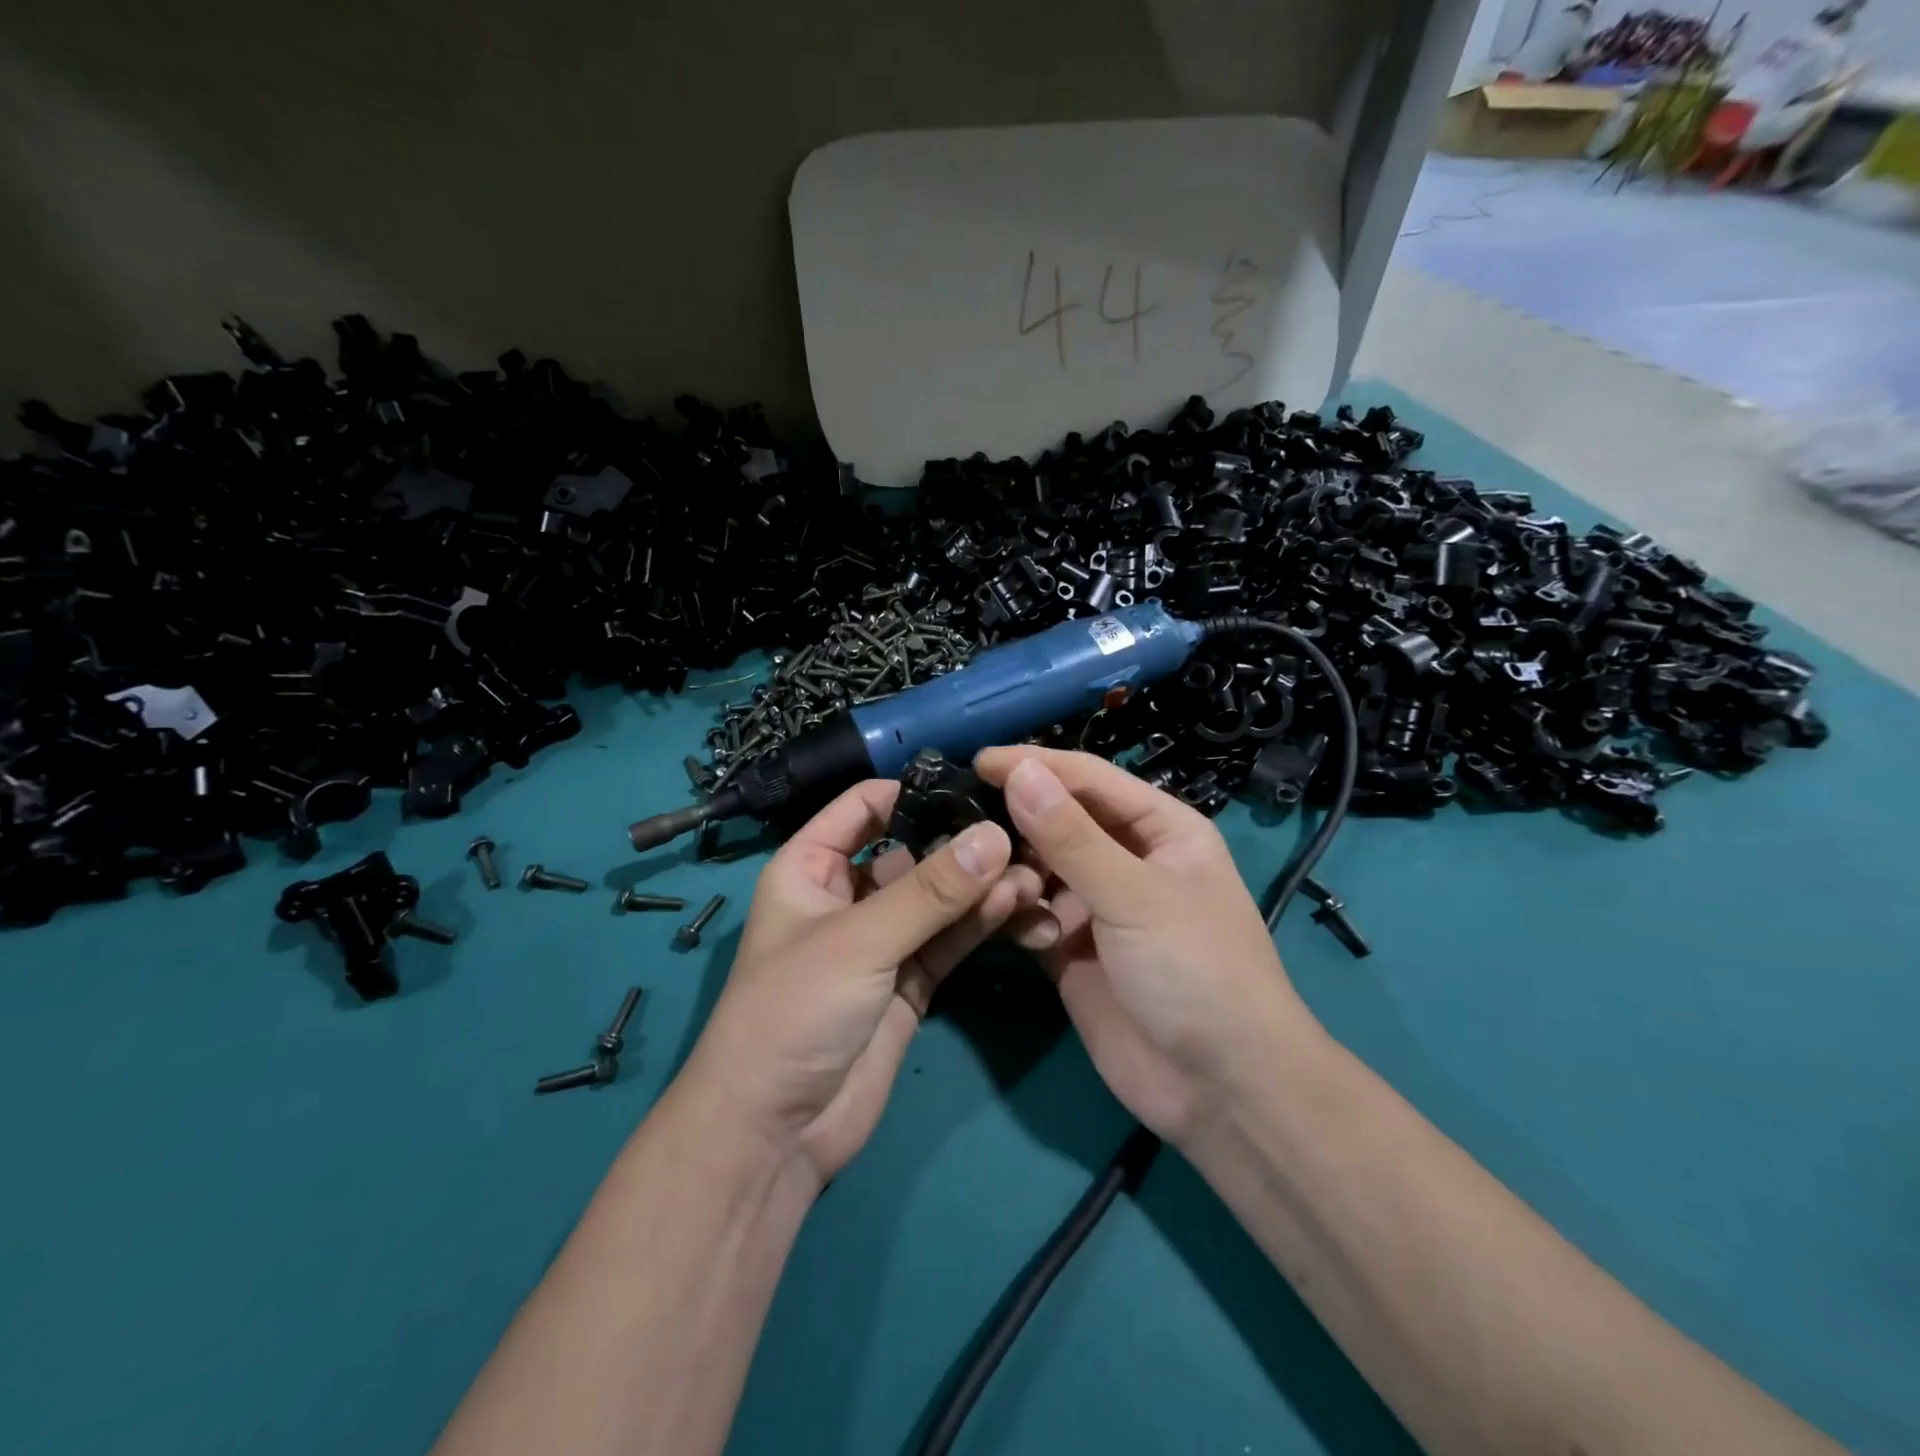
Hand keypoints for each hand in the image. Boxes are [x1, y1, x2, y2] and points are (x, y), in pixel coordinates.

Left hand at [681, 780, 1043, 1183]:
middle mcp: (848, 896)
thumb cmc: (793, 1011)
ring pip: (940, 899)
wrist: (774, 1134)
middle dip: (963, 845)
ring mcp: (883, 941)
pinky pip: (951, 940)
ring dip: (982, 887)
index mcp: (811, 867)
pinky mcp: (911, 982)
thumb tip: (994, 834)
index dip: (913, 792)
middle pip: (913, 852)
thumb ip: (931, 891)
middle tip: (1022, 836)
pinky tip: (1020, 908)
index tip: (975, 787)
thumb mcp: (860, 940)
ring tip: (1032, 877)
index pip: (864, 807)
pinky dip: (983, 924)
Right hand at [975, 747, 1316, 1146]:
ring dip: (1015, 872)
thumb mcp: (1135, 895)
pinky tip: (1015, 927)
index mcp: (1159, 829)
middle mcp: (1126, 860)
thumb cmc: (1195, 970)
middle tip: (962, 821)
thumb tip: (1019, 771)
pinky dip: (1018, 915)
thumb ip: (1071, 835)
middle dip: (1017, 821)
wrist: (1222, 1090)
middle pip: (1059, 821)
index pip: (1088, 779)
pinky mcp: (1071, 950)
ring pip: (1039, 869)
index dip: (1036, 766)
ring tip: (988, 879)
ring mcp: (1097, 907)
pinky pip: (1031, 916)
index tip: (977, 762)